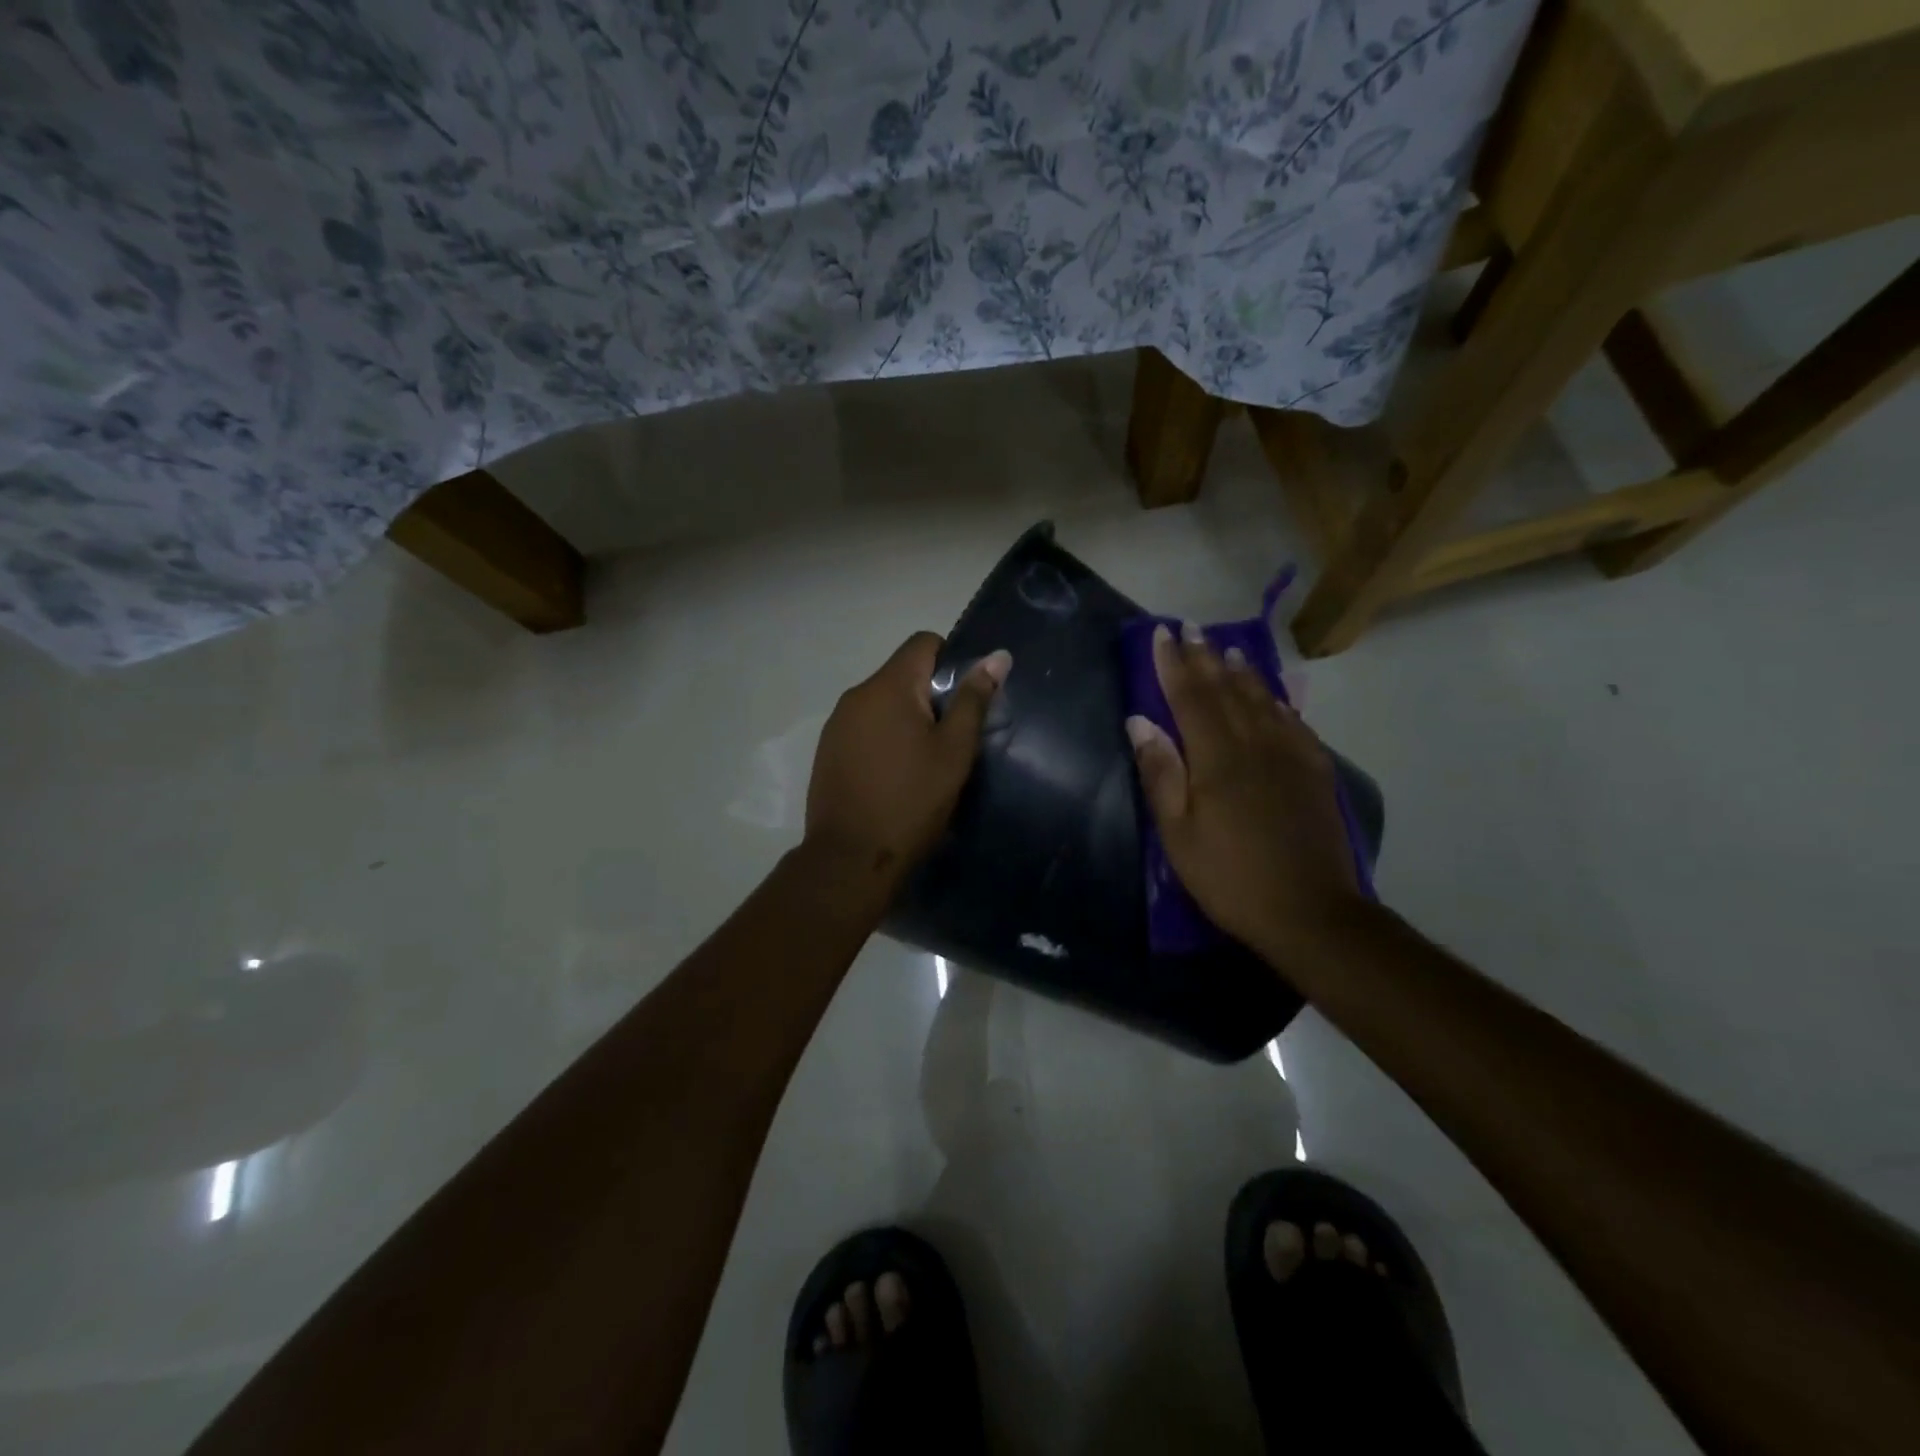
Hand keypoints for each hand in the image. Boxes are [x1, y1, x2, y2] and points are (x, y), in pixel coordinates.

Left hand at [805, 633, 1010, 881]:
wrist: (851, 858)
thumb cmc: (912, 801)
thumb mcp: (954, 751)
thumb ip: (974, 699)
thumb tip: (997, 656)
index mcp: (888, 686)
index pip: (923, 642)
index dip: (951, 660)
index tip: (964, 701)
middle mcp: (856, 695)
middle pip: (902, 673)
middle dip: (930, 695)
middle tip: (951, 739)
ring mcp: (836, 724)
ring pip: (883, 703)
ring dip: (906, 719)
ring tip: (924, 762)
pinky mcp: (828, 750)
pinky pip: (864, 727)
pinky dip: (884, 738)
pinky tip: (895, 775)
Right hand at [1127, 623, 1360, 961]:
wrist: (1311, 911)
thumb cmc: (1230, 876)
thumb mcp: (1179, 833)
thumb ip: (1160, 773)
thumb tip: (1140, 720)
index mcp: (1218, 758)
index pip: (1190, 697)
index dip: (1173, 664)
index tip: (1161, 634)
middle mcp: (1256, 744)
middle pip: (1226, 690)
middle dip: (1204, 657)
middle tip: (1190, 627)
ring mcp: (1291, 755)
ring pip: (1261, 700)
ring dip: (1241, 671)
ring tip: (1226, 649)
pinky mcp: (1315, 771)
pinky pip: (1293, 722)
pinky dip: (1277, 700)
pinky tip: (1272, 694)